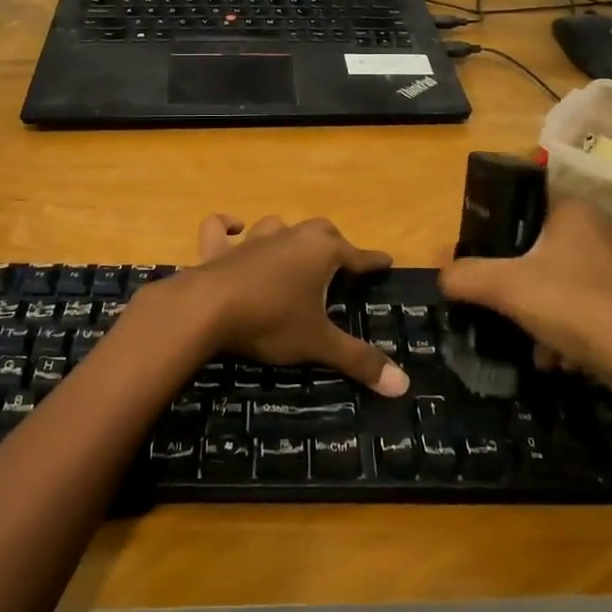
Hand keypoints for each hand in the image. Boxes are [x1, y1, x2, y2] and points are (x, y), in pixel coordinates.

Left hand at [182, 214, 410, 396]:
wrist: (208, 309)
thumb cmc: (272, 320)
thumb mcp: (318, 343)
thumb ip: (358, 360)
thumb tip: (403, 385)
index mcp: (320, 252)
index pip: (356, 255)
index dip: (372, 261)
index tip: (386, 261)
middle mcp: (290, 237)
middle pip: (321, 231)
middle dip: (334, 243)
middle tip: (342, 260)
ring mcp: (253, 241)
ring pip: (277, 226)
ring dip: (287, 234)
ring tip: (293, 248)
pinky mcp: (219, 250)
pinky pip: (220, 229)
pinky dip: (226, 226)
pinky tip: (233, 227)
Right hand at [438, 197, 611, 392]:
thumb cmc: (574, 306)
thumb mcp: (506, 288)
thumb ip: (465, 276)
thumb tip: (441, 274)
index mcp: (571, 209)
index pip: (518, 206)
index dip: (492, 234)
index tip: (478, 264)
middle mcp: (595, 227)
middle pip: (532, 249)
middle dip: (514, 284)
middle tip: (499, 305)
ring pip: (553, 281)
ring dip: (535, 312)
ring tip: (531, 342)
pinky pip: (578, 303)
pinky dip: (562, 328)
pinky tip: (556, 357)